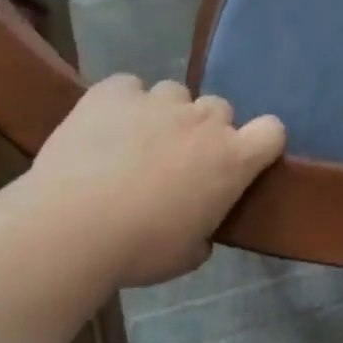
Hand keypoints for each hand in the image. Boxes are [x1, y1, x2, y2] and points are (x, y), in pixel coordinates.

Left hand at [24, 75, 284, 286]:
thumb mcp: (187, 255)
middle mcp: (204, 120)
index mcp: (233, 159)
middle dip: (205, 130)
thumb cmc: (139, 250)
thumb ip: (205, 232)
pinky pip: (127, 87)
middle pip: (219, 109)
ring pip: (174, 94)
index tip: (241, 160)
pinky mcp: (115, 91)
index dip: (260, 142)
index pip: (272, 131)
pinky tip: (103, 129)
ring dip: (164, 115)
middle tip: (178, 161)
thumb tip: (200, 231)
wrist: (70, 230)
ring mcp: (159, 100)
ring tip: (134, 144)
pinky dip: (121, 103)